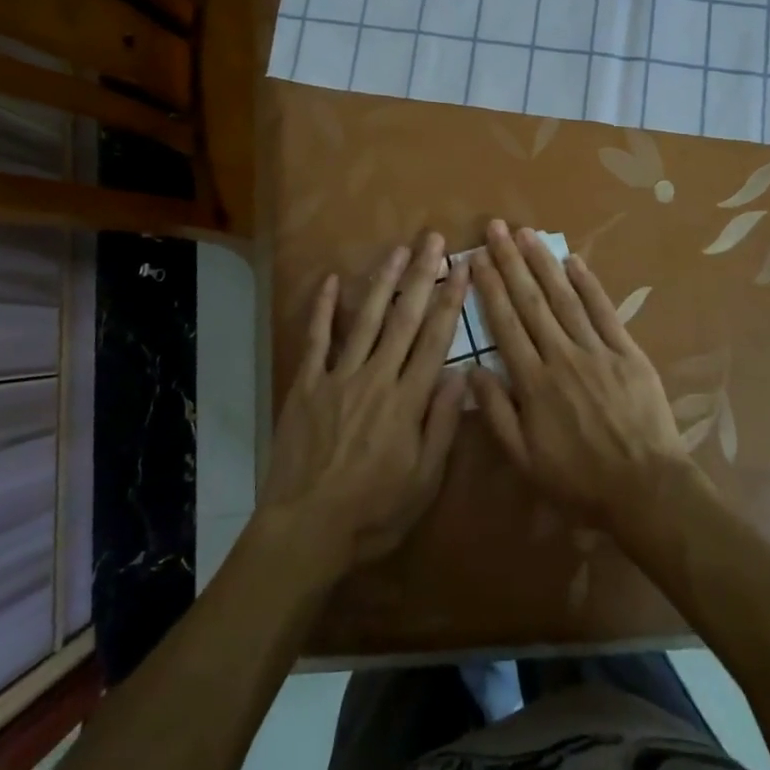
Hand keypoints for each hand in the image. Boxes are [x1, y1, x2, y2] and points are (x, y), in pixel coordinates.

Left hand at [260, 233, 470, 572]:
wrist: (307, 529)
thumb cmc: (374, 513)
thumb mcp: (424, 481)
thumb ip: (442, 425)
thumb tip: (460, 375)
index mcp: (408, 401)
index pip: (435, 340)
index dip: (452, 301)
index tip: (463, 270)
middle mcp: (376, 378)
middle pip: (404, 319)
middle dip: (421, 276)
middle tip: (433, 240)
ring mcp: (338, 377)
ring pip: (365, 320)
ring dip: (382, 282)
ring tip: (397, 250)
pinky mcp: (306, 385)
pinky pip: (316, 339)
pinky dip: (323, 309)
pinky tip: (329, 281)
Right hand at [467, 220, 692, 525]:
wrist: (645, 488)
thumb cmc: (579, 479)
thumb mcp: (525, 459)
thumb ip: (497, 413)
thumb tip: (472, 370)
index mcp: (534, 382)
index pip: (505, 324)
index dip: (490, 288)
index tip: (477, 258)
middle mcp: (561, 356)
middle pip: (531, 301)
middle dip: (511, 262)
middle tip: (496, 229)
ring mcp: (597, 350)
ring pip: (564, 298)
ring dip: (543, 263)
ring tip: (527, 234)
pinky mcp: (627, 351)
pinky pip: (604, 311)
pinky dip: (589, 284)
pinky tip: (574, 261)